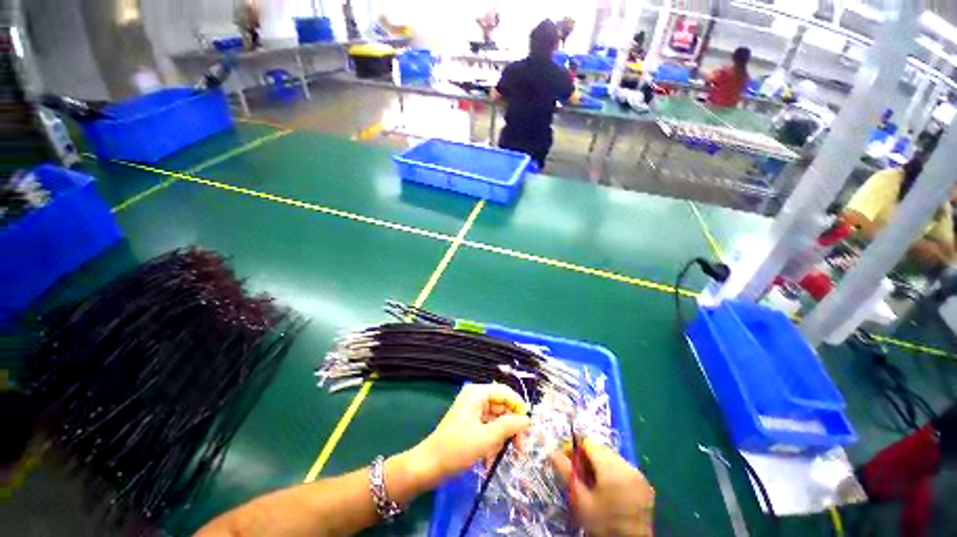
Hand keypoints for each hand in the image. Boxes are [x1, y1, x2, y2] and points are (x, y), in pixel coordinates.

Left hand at [408, 384, 529, 487]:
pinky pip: (489, 427)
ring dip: (502, 436)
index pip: (505, 392)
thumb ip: (509, 426)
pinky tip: (490, 457)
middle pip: (502, 405)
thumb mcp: (486, 438)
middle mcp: (476, 397)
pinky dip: (493, 441)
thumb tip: (527, 419)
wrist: (428, 466)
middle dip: (511, 426)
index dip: (519, 407)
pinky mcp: (470, 423)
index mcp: (477, 393)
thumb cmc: (456, 449)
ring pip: (497, 418)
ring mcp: (473, 410)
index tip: (528, 427)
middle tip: (520, 448)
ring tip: (502, 455)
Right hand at [552, 441, 654, 536]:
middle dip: (587, 456)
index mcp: (612, 470)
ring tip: (592, 481)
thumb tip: (552, 452)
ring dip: (599, 463)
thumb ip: (567, 473)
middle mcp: (628, 467)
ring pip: (612, 457)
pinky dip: (612, 471)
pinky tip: (607, 487)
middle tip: (577, 472)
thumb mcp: (580, 501)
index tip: (566, 459)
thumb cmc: (603, 524)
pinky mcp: (645, 484)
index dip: (575, 448)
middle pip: (601, 449)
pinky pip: (623, 467)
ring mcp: (639, 475)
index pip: (589, 444)